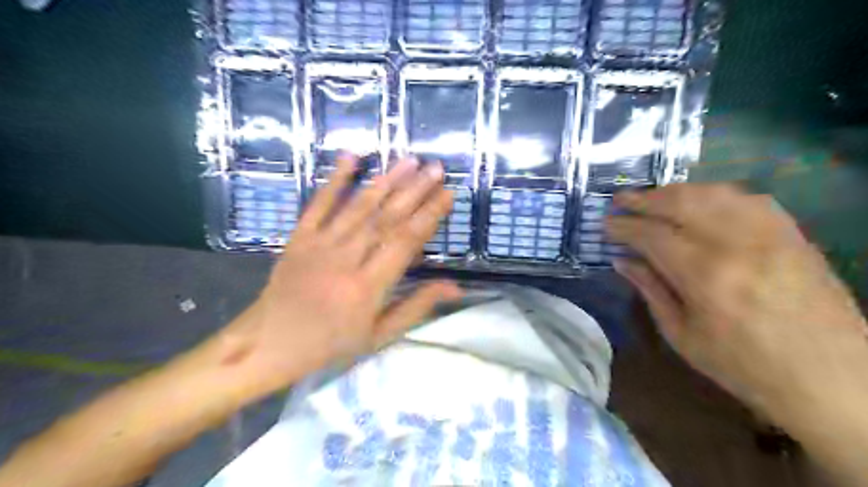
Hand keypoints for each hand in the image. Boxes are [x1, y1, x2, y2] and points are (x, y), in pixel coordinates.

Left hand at [221, 156, 463, 398]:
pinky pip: (319, 203)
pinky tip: (352, 157)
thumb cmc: (331, 344)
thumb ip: (417, 306)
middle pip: (385, 218)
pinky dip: (335, 179)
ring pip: (358, 206)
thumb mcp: (379, 335)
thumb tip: (457, 287)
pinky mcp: (299, 236)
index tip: (448, 194)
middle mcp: (345, 259)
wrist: (269, 343)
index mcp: (367, 287)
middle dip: (414, 190)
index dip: (429, 215)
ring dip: (386, 181)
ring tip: (410, 161)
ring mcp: (319, 244)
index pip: (405, 242)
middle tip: (436, 168)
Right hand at [606, 184, 867, 420]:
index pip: (652, 235)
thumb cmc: (744, 367)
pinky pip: (748, 198)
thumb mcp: (682, 335)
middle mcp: (737, 244)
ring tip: (652, 198)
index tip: (605, 225)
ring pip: (713, 193)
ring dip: (676, 191)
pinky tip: (700, 202)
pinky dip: (714, 194)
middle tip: (620, 201)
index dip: (624, 227)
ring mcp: (770, 234)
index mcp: (705, 276)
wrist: (833, 381)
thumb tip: (622, 260)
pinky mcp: (792, 234)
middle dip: (644, 198)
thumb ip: (651, 290)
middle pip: (681, 202)